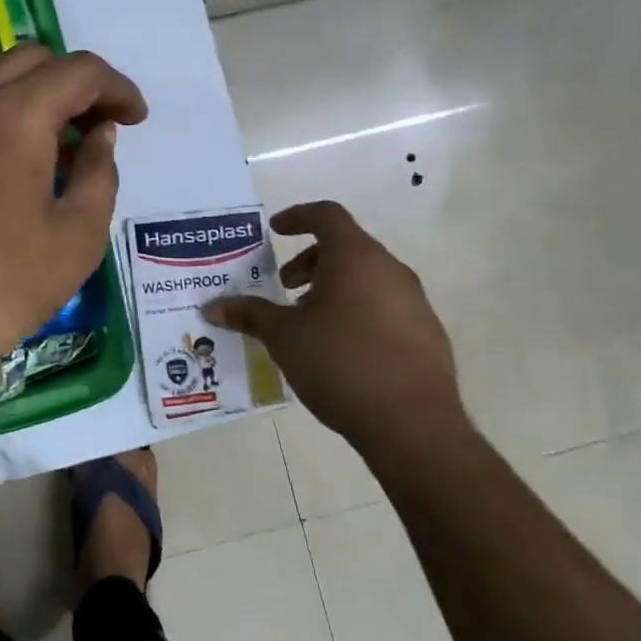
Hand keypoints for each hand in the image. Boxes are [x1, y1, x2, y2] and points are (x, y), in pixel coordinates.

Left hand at [0, 45, 147, 402]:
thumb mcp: (76, 238)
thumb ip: (100, 173)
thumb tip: (98, 135)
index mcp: (13, 114)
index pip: (79, 71)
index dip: (118, 88)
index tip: (135, 120)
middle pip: (32, 61)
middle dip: (74, 85)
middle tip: (95, 130)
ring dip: (32, 100)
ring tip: (53, 155)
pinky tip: (4, 171)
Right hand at [203, 201, 470, 461]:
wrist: (413, 425)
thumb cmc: (340, 364)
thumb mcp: (283, 337)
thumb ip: (249, 315)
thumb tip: (213, 307)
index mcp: (355, 257)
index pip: (327, 215)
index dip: (298, 217)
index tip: (275, 230)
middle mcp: (390, 270)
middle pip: (347, 247)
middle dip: (310, 261)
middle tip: (285, 286)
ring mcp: (415, 302)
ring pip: (367, 278)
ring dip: (334, 288)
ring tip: (309, 322)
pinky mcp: (428, 334)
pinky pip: (386, 307)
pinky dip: (358, 311)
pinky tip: (341, 350)